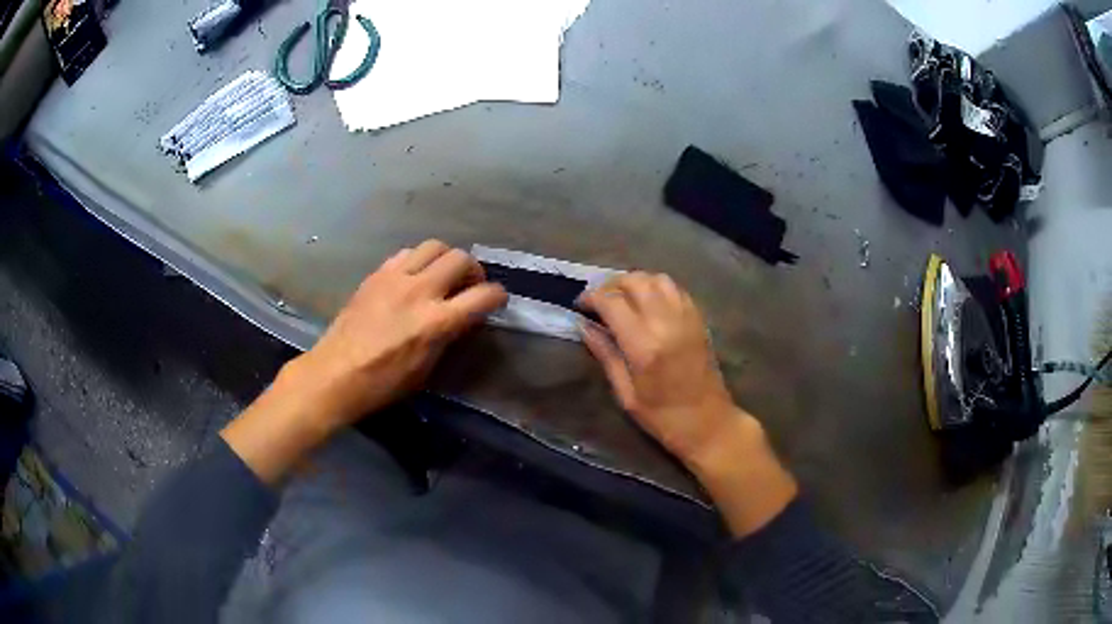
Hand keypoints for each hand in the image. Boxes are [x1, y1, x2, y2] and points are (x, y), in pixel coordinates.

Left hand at [292, 240, 507, 427]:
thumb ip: (448, 336)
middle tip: (469, 286)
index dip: (498, 296)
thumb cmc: (383, 382)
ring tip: (442, 276)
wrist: (335, 373)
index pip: (482, 295)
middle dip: (474, 270)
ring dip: (446, 258)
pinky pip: (406, 253)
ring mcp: (395, 278)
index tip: (497, 300)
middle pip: (461, 258)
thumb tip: (462, 318)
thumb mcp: (426, 368)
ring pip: (434, 246)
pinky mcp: (376, 274)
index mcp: (436, 322)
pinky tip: (413, 277)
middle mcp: (419, 291)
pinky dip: (418, 261)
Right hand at [578, 272, 735, 462]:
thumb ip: (605, 355)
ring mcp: (686, 318)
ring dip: (636, 282)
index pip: (611, 302)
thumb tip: (584, 326)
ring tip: (623, 298)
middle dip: (611, 285)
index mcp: (644, 346)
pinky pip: (676, 288)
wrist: (709, 424)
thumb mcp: (626, 394)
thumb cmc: (662, 418)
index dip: (592, 298)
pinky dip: (658, 287)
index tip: (581, 305)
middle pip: (635, 281)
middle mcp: (666, 323)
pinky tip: (649, 302)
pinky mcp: (699, 319)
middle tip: (599, 301)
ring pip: (657, 278)